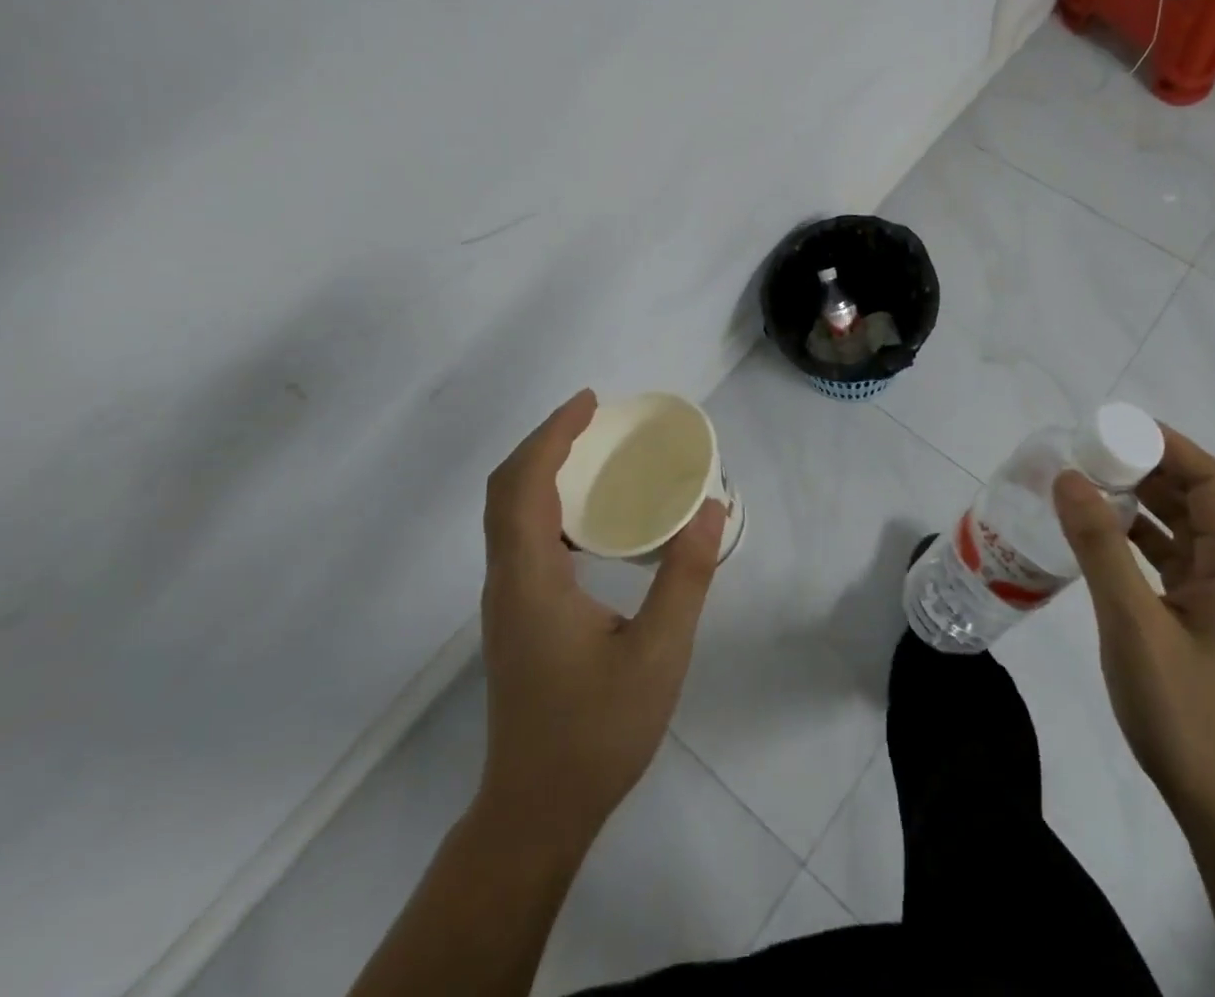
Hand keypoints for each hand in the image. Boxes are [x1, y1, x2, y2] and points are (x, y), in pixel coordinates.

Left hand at [476, 390, 726, 842]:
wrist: (537, 812)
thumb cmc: (596, 732)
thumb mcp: (658, 652)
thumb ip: (686, 576)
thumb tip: (709, 508)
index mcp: (531, 580)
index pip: (524, 485)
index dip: (553, 435)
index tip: (590, 403)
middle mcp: (506, 581)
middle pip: (506, 491)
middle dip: (545, 443)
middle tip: (594, 418)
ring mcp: (506, 601)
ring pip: (507, 515)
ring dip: (541, 470)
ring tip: (593, 452)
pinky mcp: (516, 617)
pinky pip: (520, 538)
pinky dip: (545, 503)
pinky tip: (589, 516)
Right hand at [1054, 424, 1214, 826]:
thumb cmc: (1184, 710)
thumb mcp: (1133, 622)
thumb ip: (1101, 547)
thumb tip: (1070, 478)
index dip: (1176, 450)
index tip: (1124, 430)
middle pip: (1204, 504)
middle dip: (1154, 471)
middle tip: (1098, 454)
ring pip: (1188, 534)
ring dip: (1148, 505)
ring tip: (1095, 486)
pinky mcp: (1203, 625)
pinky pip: (1174, 563)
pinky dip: (1143, 541)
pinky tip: (1105, 539)